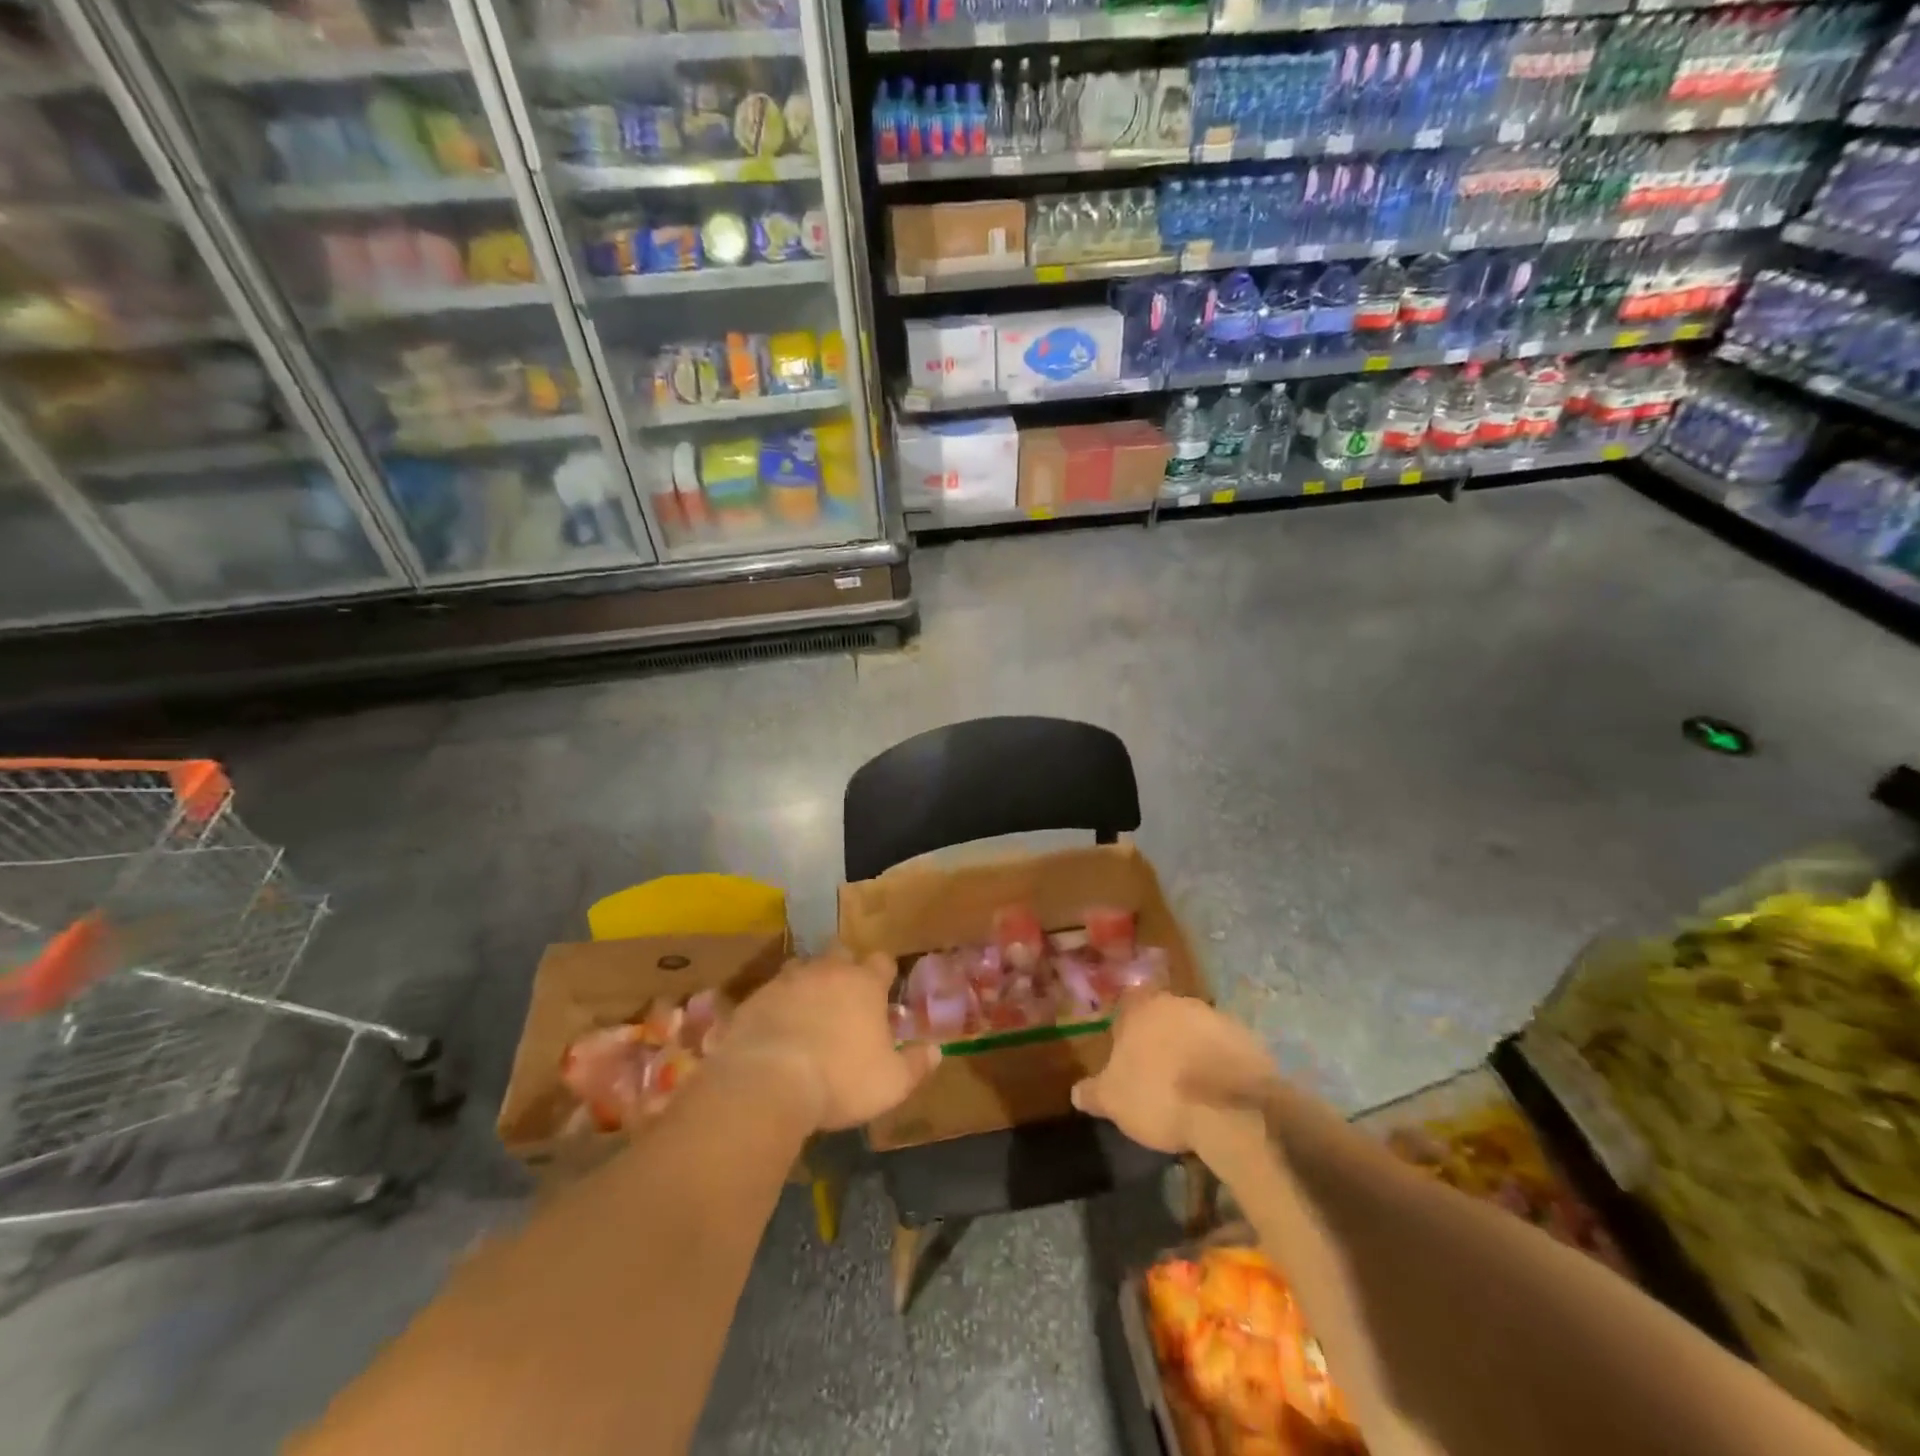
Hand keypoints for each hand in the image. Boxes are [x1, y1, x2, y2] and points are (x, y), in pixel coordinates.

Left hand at [718, 949, 940, 1131]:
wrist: (767, 1081)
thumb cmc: (841, 1078)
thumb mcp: (891, 1082)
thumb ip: (916, 1064)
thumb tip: (936, 1050)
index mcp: (864, 983)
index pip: (882, 961)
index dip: (884, 974)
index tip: (884, 992)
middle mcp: (827, 970)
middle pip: (840, 953)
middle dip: (845, 968)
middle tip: (846, 997)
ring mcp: (787, 981)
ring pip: (802, 967)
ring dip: (808, 983)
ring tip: (808, 1010)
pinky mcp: (754, 998)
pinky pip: (769, 994)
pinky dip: (775, 1006)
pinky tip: (774, 1030)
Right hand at [1071, 991, 1278, 1151]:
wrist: (1232, 1110)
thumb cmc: (1159, 1095)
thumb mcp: (1114, 1101)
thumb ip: (1093, 1092)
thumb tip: (1076, 1092)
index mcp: (1142, 1007)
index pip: (1128, 1003)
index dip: (1127, 1027)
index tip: (1126, 1051)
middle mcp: (1179, 1002)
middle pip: (1164, 1015)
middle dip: (1161, 1038)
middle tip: (1156, 1071)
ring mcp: (1218, 1018)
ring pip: (1196, 1030)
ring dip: (1192, 1050)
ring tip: (1189, 1087)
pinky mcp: (1250, 1041)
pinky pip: (1226, 1050)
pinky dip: (1219, 1065)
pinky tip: (1217, 1094)